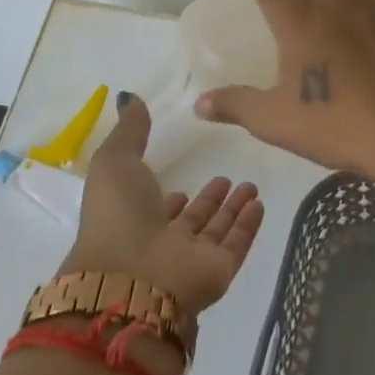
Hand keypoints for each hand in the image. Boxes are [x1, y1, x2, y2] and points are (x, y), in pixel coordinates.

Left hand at [61, 94, 263, 315]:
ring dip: (232, 210)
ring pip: (216, 232)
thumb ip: (128, 131)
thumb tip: (129, 97)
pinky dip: (248, 226)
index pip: (158, 210)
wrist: (129, 278)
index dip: (171, 198)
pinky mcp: (217, 272)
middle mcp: (162, 243)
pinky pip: (236, 245)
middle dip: (209, 201)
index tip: (185, 181)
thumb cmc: (118, 216)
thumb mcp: (115, 162)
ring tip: (250, 185)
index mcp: (134, 221)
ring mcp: (190, 260)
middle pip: (192, 221)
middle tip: (227, 178)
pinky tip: (259, 204)